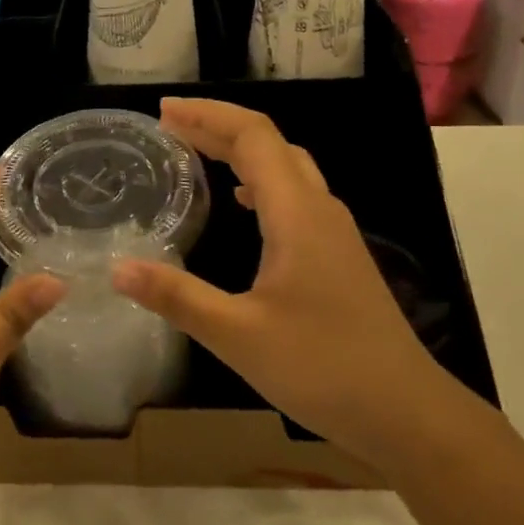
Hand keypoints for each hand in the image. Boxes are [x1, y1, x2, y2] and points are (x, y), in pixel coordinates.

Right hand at [111, 99, 449, 469]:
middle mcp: (319, 209)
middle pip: (269, 143)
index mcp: (297, 214)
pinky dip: (261, 180)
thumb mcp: (238, 335)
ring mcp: (334, 231)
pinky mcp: (338, 254)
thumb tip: (117, 269)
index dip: (207, 116)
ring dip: (241, 150)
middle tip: (169, 125)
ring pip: (286, 166)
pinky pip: (296, 194)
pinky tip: (244, 202)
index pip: (253, 136)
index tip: (163, 113)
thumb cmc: (322, 368)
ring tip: (197, 151)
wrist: (405, 411)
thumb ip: (177, 297)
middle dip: (218, 126)